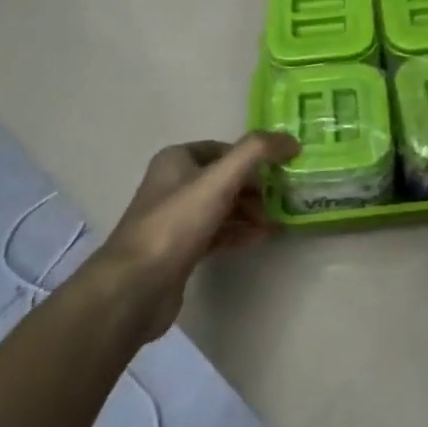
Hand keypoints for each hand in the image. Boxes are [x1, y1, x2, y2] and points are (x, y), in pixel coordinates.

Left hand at [98, 131, 298, 338]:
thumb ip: (256, 152)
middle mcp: (173, 184)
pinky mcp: (181, 250)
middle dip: (256, 187)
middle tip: (282, 199)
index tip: (282, 170)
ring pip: (222, 207)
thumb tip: (290, 140)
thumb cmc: (177, 223)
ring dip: (251, 211)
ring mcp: (176, 219)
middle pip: (225, 178)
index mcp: (176, 160)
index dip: (254, 157)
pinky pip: (217, 233)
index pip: (224, 149)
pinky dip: (240, 232)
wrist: (137, 286)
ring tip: (277, 220)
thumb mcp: (219, 179)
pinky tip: (262, 238)